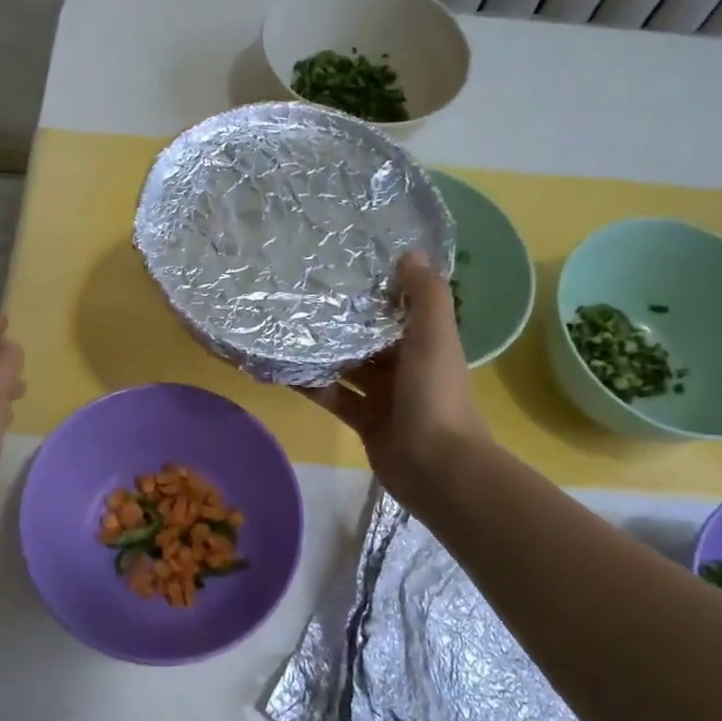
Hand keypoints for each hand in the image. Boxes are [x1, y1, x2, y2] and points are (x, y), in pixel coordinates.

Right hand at [303, 251, 488, 510]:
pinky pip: (334, 397)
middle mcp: (406, 366)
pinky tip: (285, 369)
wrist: (437, 467)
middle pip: (370, 337)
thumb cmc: (436, 395)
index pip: (399, 309)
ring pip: (349, 367)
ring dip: (324, 351)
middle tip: (303, 292)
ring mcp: (384, 396)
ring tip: (286, 326)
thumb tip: (410, 253)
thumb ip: (425, 296)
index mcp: (427, 343)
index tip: (344, 265)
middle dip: (343, 320)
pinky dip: (313, 386)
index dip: (376, 289)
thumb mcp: (434, 337)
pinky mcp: (364, 421)